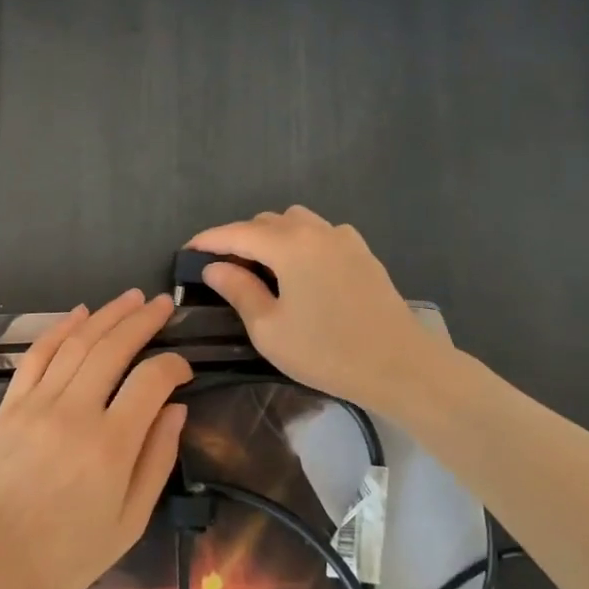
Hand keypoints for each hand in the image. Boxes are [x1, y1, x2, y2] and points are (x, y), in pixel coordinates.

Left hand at [0, 290, 190, 588]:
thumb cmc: (68, 554)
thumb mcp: (130, 522)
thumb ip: (157, 459)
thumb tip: (176, 408)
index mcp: (111, 445)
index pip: (152, 380)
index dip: (175, 365)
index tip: (185, 369)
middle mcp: (74, 412)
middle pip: (114, 348)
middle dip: (143, 320)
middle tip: (163, 304)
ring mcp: (37, 404)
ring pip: (77, 343)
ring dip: (107, 315)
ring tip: (131, 298)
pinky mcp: (10, 405)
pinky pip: (37, 355)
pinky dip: (60, 329)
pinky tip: (80, 313)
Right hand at [188, 207, 451, 417]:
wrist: (401, 366)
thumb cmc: (328, 351)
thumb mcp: (270, 329)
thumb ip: (239, 291)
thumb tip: (214, 268)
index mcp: (290, 245)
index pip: (237, 232)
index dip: (208, 240)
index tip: (187, 251)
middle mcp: (316, 231)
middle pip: (267, 222)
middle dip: (240, 238)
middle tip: (223, 268)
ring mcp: (345, 239)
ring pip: (297, 222)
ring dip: (272, 236)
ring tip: (261, 267)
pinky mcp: (364, 254)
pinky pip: (322, 234)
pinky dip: (301, 242)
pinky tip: (301, 271)